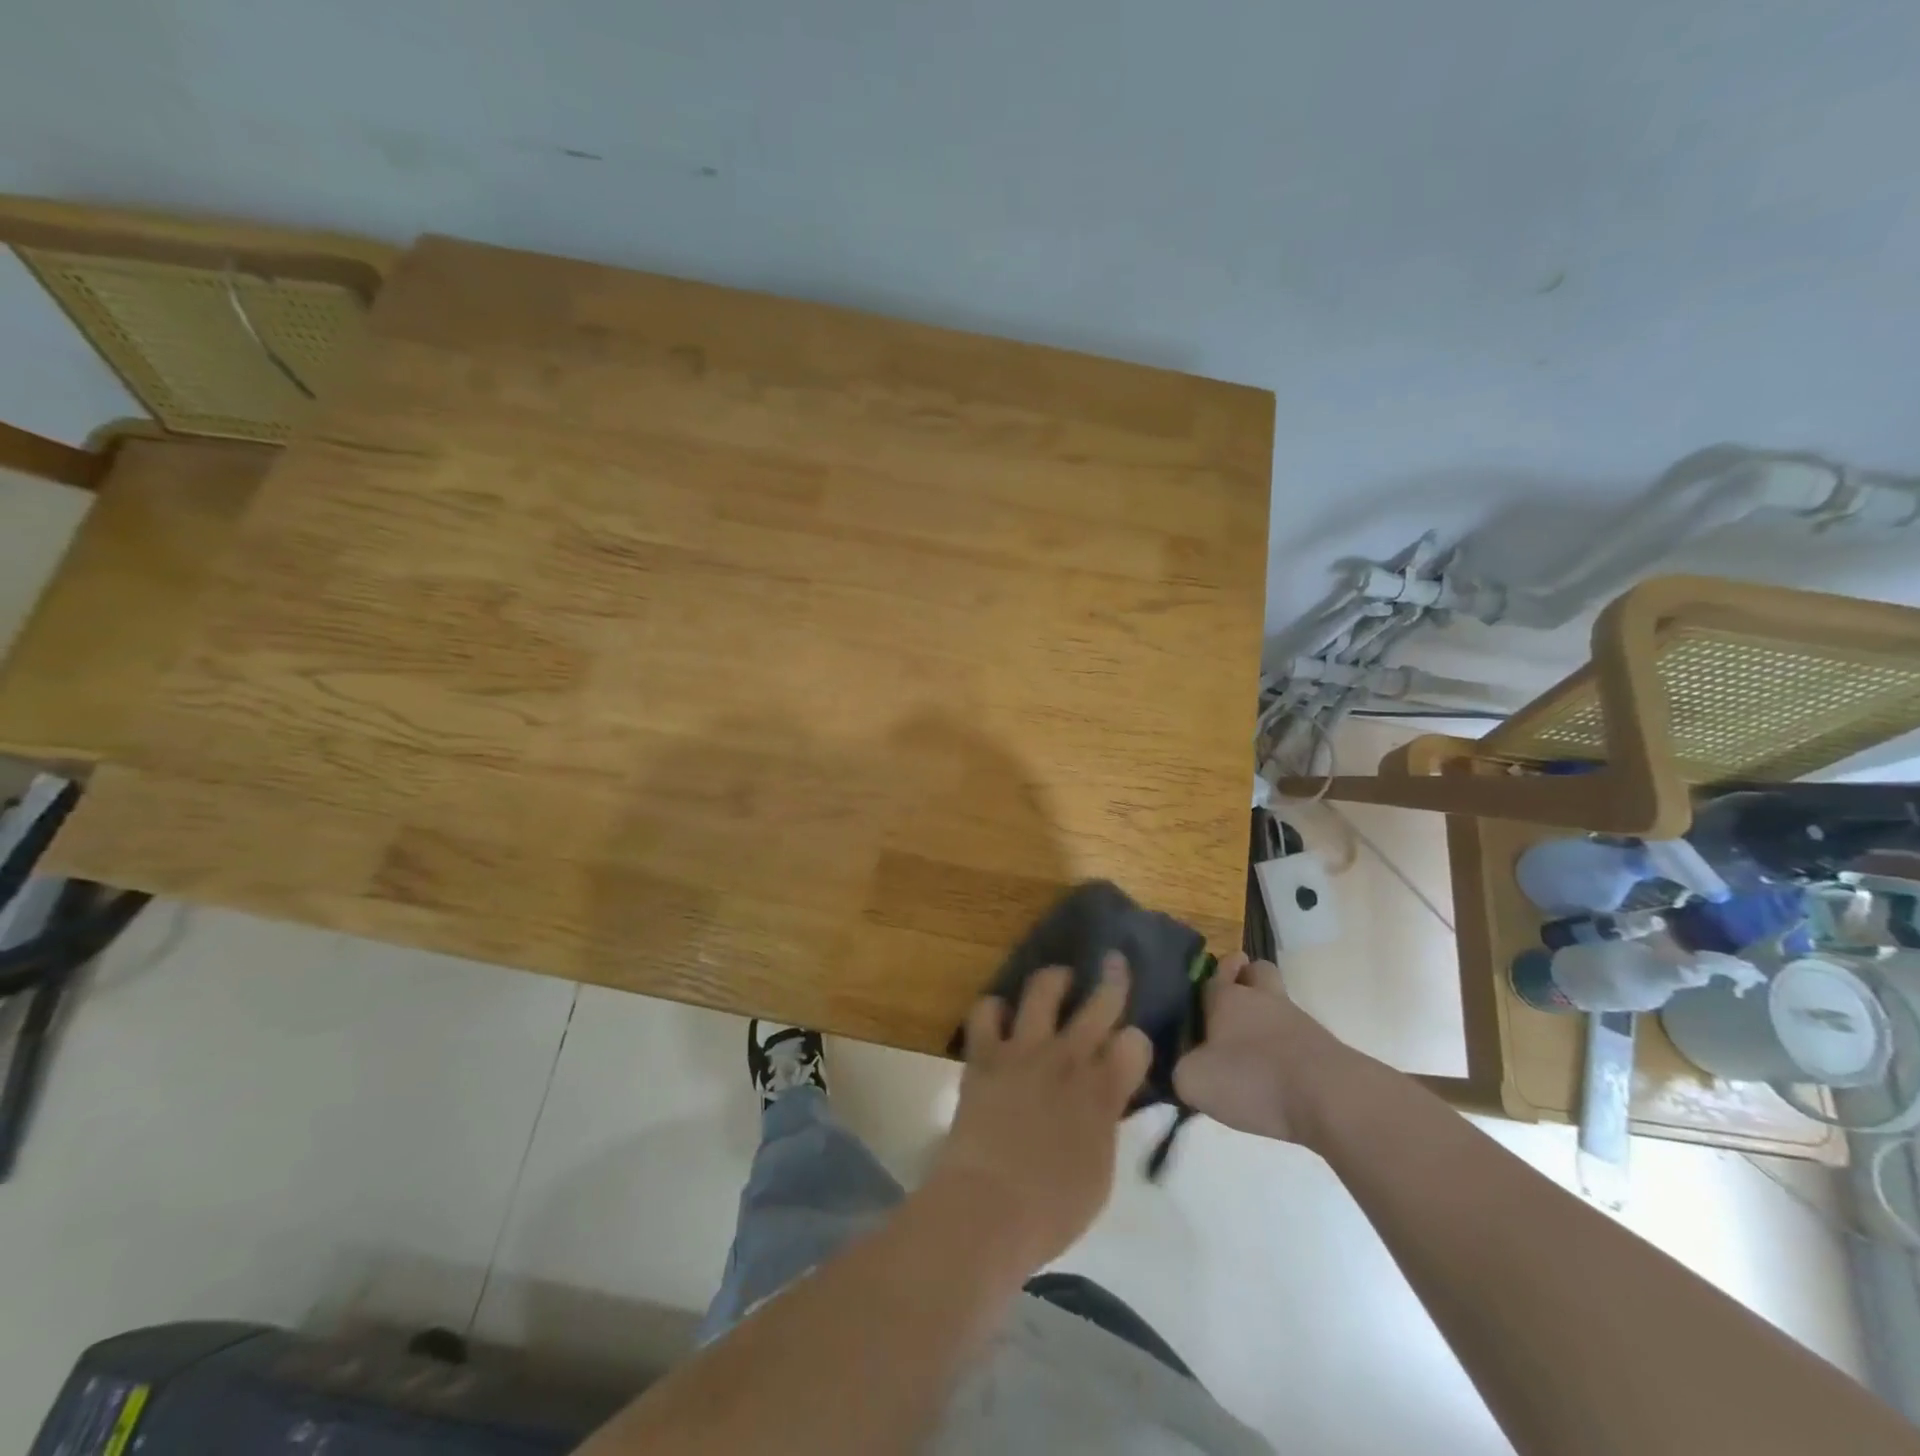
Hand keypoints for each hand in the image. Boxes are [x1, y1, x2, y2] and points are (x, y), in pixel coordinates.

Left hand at [926, 957, 1151, 1276]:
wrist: (988, 1207)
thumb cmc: (1052, 1209)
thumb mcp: (1099, 1171)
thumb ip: (1104, 1124)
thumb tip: (1105, 1100)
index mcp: (1102, 1092)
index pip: (1135, 1043)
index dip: (1136, 1042)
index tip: (1130, 1048)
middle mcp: (1067, 1059)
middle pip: (1099, 1003)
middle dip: (1112, 979)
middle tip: (1113, 962)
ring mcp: (1023, 1050)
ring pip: (1043, 989)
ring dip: (1054, 979)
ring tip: (1058, 979)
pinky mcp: (984, 1054)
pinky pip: (986, 1010)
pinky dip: (994, 1008)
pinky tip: (1000, 1014)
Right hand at [1174, 951, 1336, 1144]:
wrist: (1331, 1099)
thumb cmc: (1253, 1078)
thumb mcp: (1195, 1081)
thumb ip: (1181, 1071)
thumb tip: (1184, 1069)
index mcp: (1227, 998)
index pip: (1215, 974)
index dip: (1210, 976)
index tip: (1204, 984)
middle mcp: (1262, 999)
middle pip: (1257, 971)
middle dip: (1246, 978)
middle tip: (1234, 1002)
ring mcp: (1298, 1021)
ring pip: (1279, 1002)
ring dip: (1268, 1017)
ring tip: (1253, 1051)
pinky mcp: (1325, 1048)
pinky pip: (1298, 1036)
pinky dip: (1287, 1049)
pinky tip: (1277, 1076)